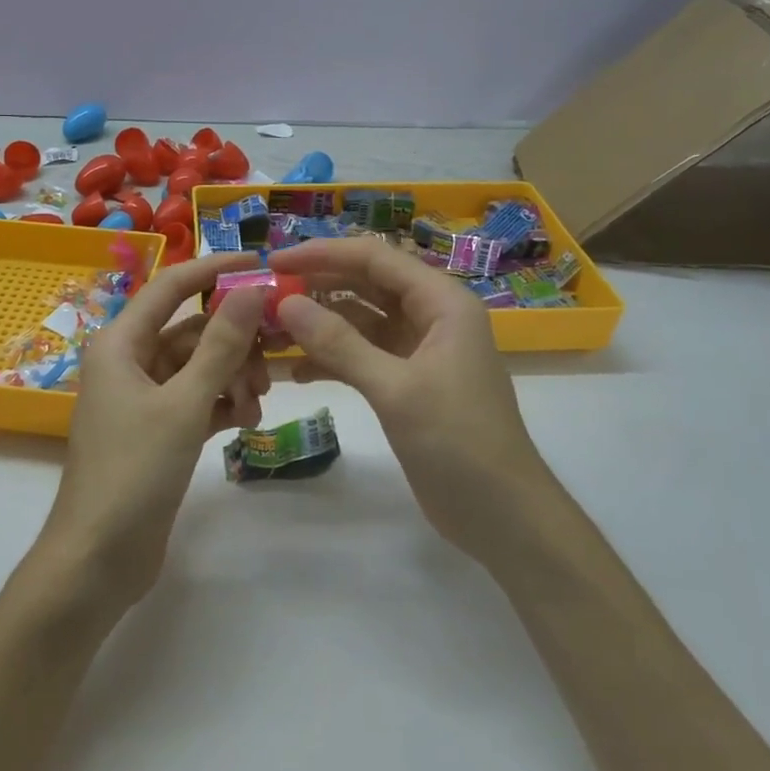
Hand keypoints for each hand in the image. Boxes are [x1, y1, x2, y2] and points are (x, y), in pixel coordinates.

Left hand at [40, 253, 270, 609]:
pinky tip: (245, 421)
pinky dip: (221, 403)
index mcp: (121, 342)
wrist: (98, 558)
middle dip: (234, 343)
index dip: (216, 269)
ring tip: (255, 407)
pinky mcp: (155, 430)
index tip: (262, 263)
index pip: (173, 286)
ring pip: (198, 367)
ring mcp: (142, 397)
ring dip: (232, 378)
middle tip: (272, 362)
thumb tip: (253, 289)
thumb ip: (221, 345)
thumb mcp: (185, 404)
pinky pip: (196, 399)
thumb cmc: (134, 471)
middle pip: (192, 331)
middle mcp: (128, 361)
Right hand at [269, 238, 548, 567]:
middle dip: (317, 287)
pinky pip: (362, 356)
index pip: (374, 258)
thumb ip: (339, 344)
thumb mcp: (395, 389)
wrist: (503, 516)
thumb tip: (286, 304)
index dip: (323, 254)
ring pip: (360, 321)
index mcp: (441, 302)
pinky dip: (331, 360)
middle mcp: (431, 316)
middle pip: (366, 285)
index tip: (275, 261)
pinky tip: (297, 373)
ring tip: (272, 333)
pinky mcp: (407, 383)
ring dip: (320, 326)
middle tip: (266, 296)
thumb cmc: (458, 442)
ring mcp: (419, 351)